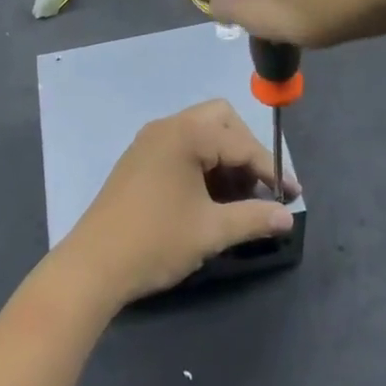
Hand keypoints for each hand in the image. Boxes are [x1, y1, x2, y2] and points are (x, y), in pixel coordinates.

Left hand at [55, 99, 298, 309]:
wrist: (93, 265)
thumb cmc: (155, 241)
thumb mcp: (211, 231)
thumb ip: (254, 218)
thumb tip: (287, 217)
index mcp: (186, 134)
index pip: (241, 143)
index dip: (271, 170)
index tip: (293, 197)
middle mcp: (167, 127)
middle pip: (221, 120)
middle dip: (246, 151)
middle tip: (260, 188)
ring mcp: (150, 141)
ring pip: (201, 133)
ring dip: (224, 158)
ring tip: (238, 199)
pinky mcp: (139, 159)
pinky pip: (182, 147)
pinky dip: (203, 164)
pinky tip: (209, 198)